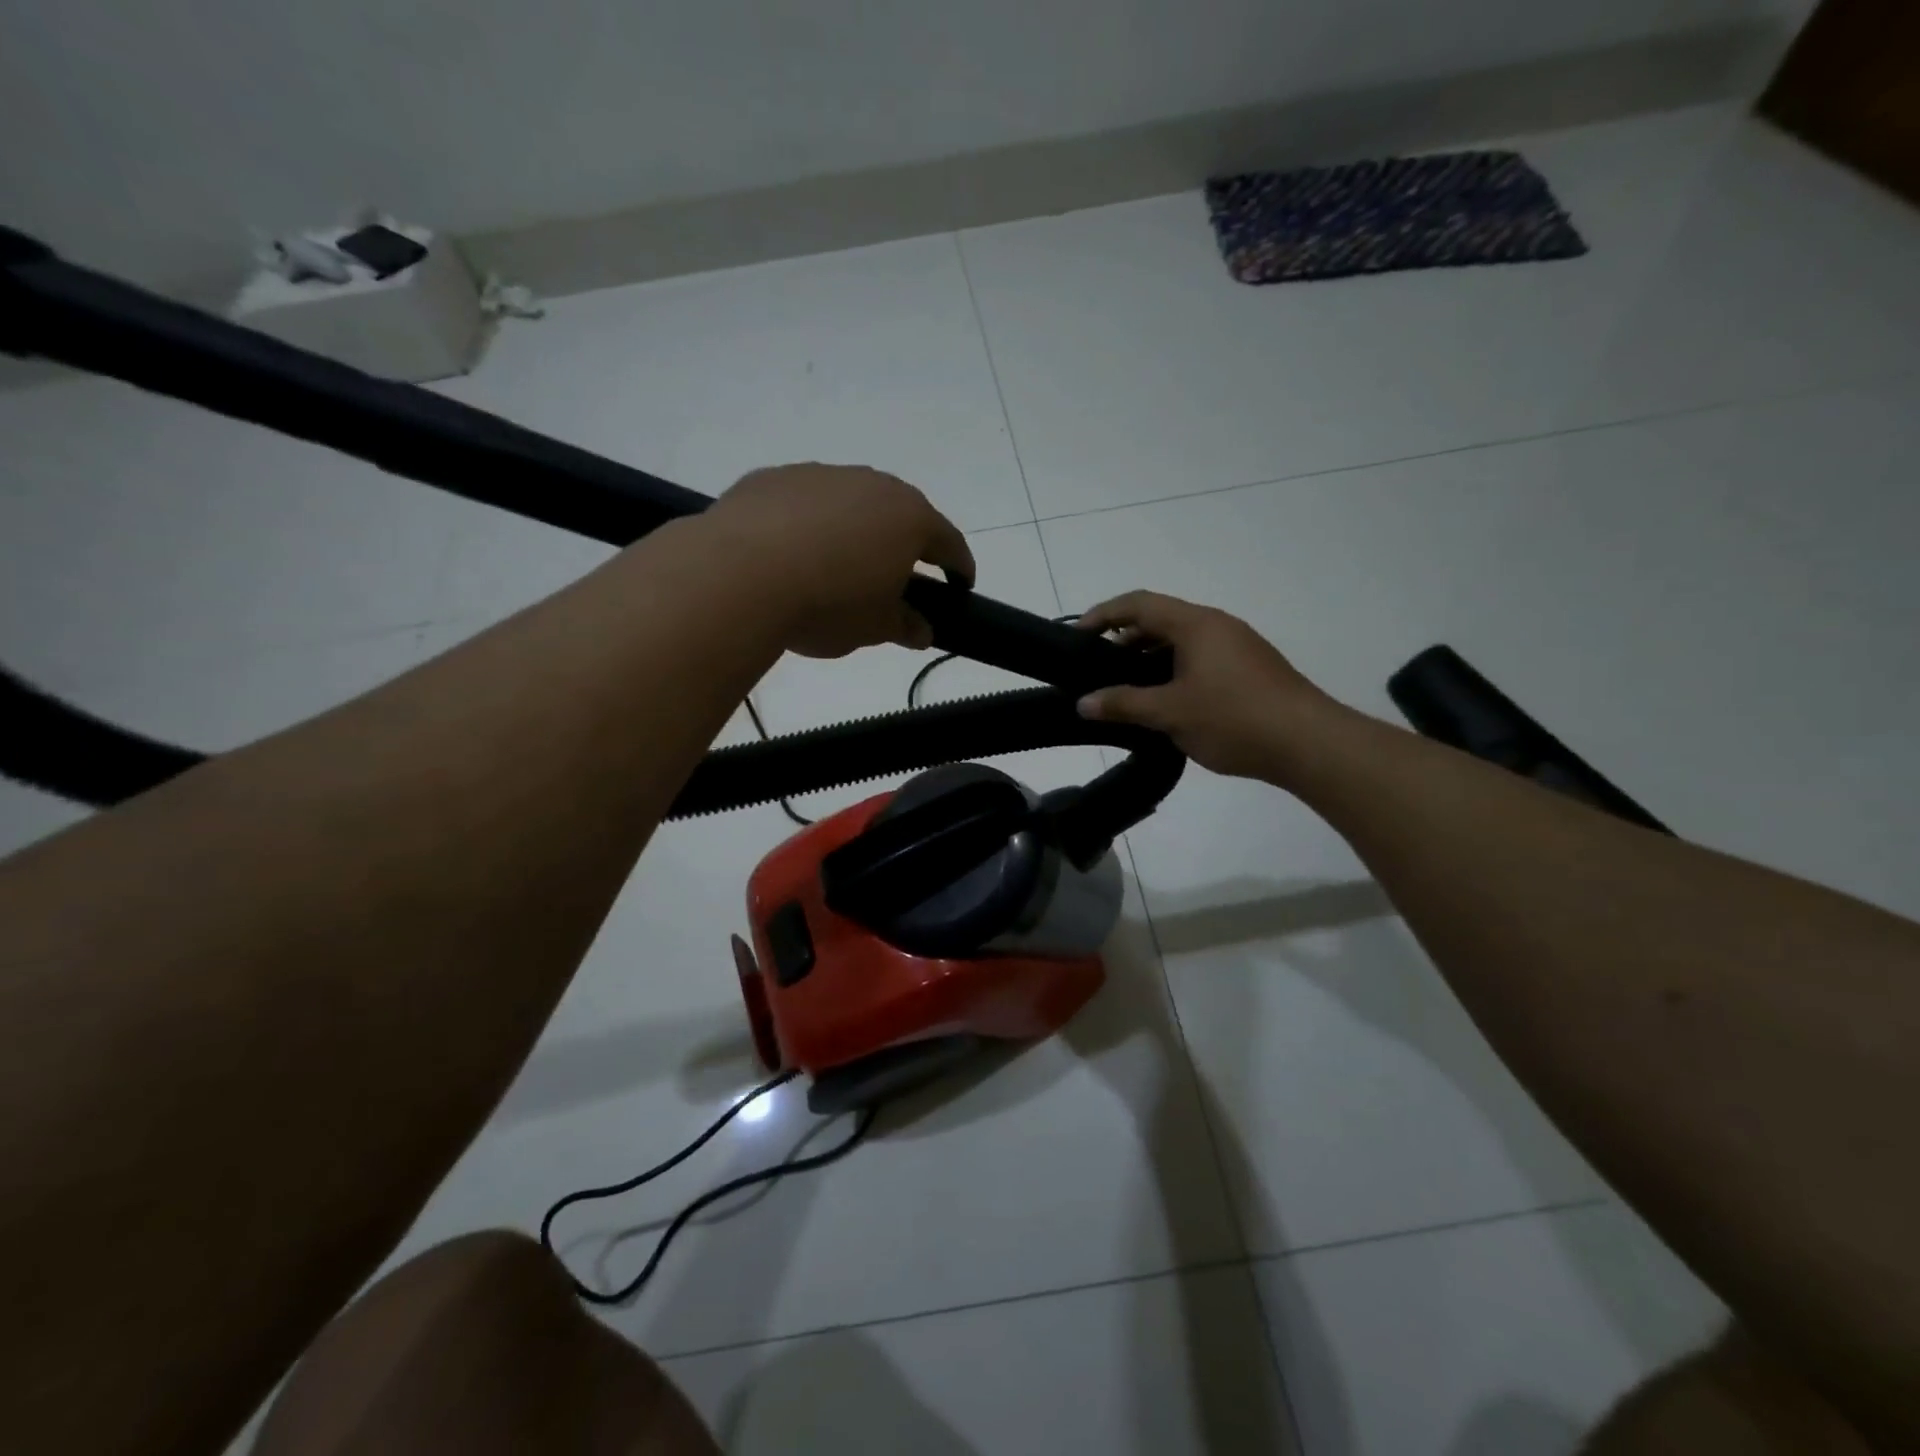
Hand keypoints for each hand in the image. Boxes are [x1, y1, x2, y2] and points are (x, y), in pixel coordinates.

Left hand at [707, 464, 973, 657]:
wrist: (739, 574)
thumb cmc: (828, 604)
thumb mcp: (875, 627)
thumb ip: (905, 626)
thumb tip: (922, 631)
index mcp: (910, 519)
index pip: (949, 543)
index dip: (959, 567)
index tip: (961, 585)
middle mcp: (872, 484)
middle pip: (901, 514)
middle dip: (905, 544)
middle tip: (899, 576)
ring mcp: (821, 474)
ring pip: (851, 502)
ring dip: (855, 530)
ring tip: (837, 565)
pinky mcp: (775, 477)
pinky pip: (805, 502)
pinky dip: (808, 524)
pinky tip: (791, 552)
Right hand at [1075, 591, 1345, 782]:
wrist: (1309, 743)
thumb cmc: (1233, 719)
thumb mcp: (1170, 713)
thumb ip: (1123, 704)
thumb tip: (1083, 703)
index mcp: (1196, 624)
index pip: (1139, 604)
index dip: (1103, 615)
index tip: (1077, 636)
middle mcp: (1217, 626)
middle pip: (1160, 621)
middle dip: (1124, 642)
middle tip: (1098, 670)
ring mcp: (1237, 647)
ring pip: (1181, 643)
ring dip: (1149, 661)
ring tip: (1126, 691)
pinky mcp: (1249, 670)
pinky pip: (1199, 660)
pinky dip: (1172, 673)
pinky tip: (1165, 705)